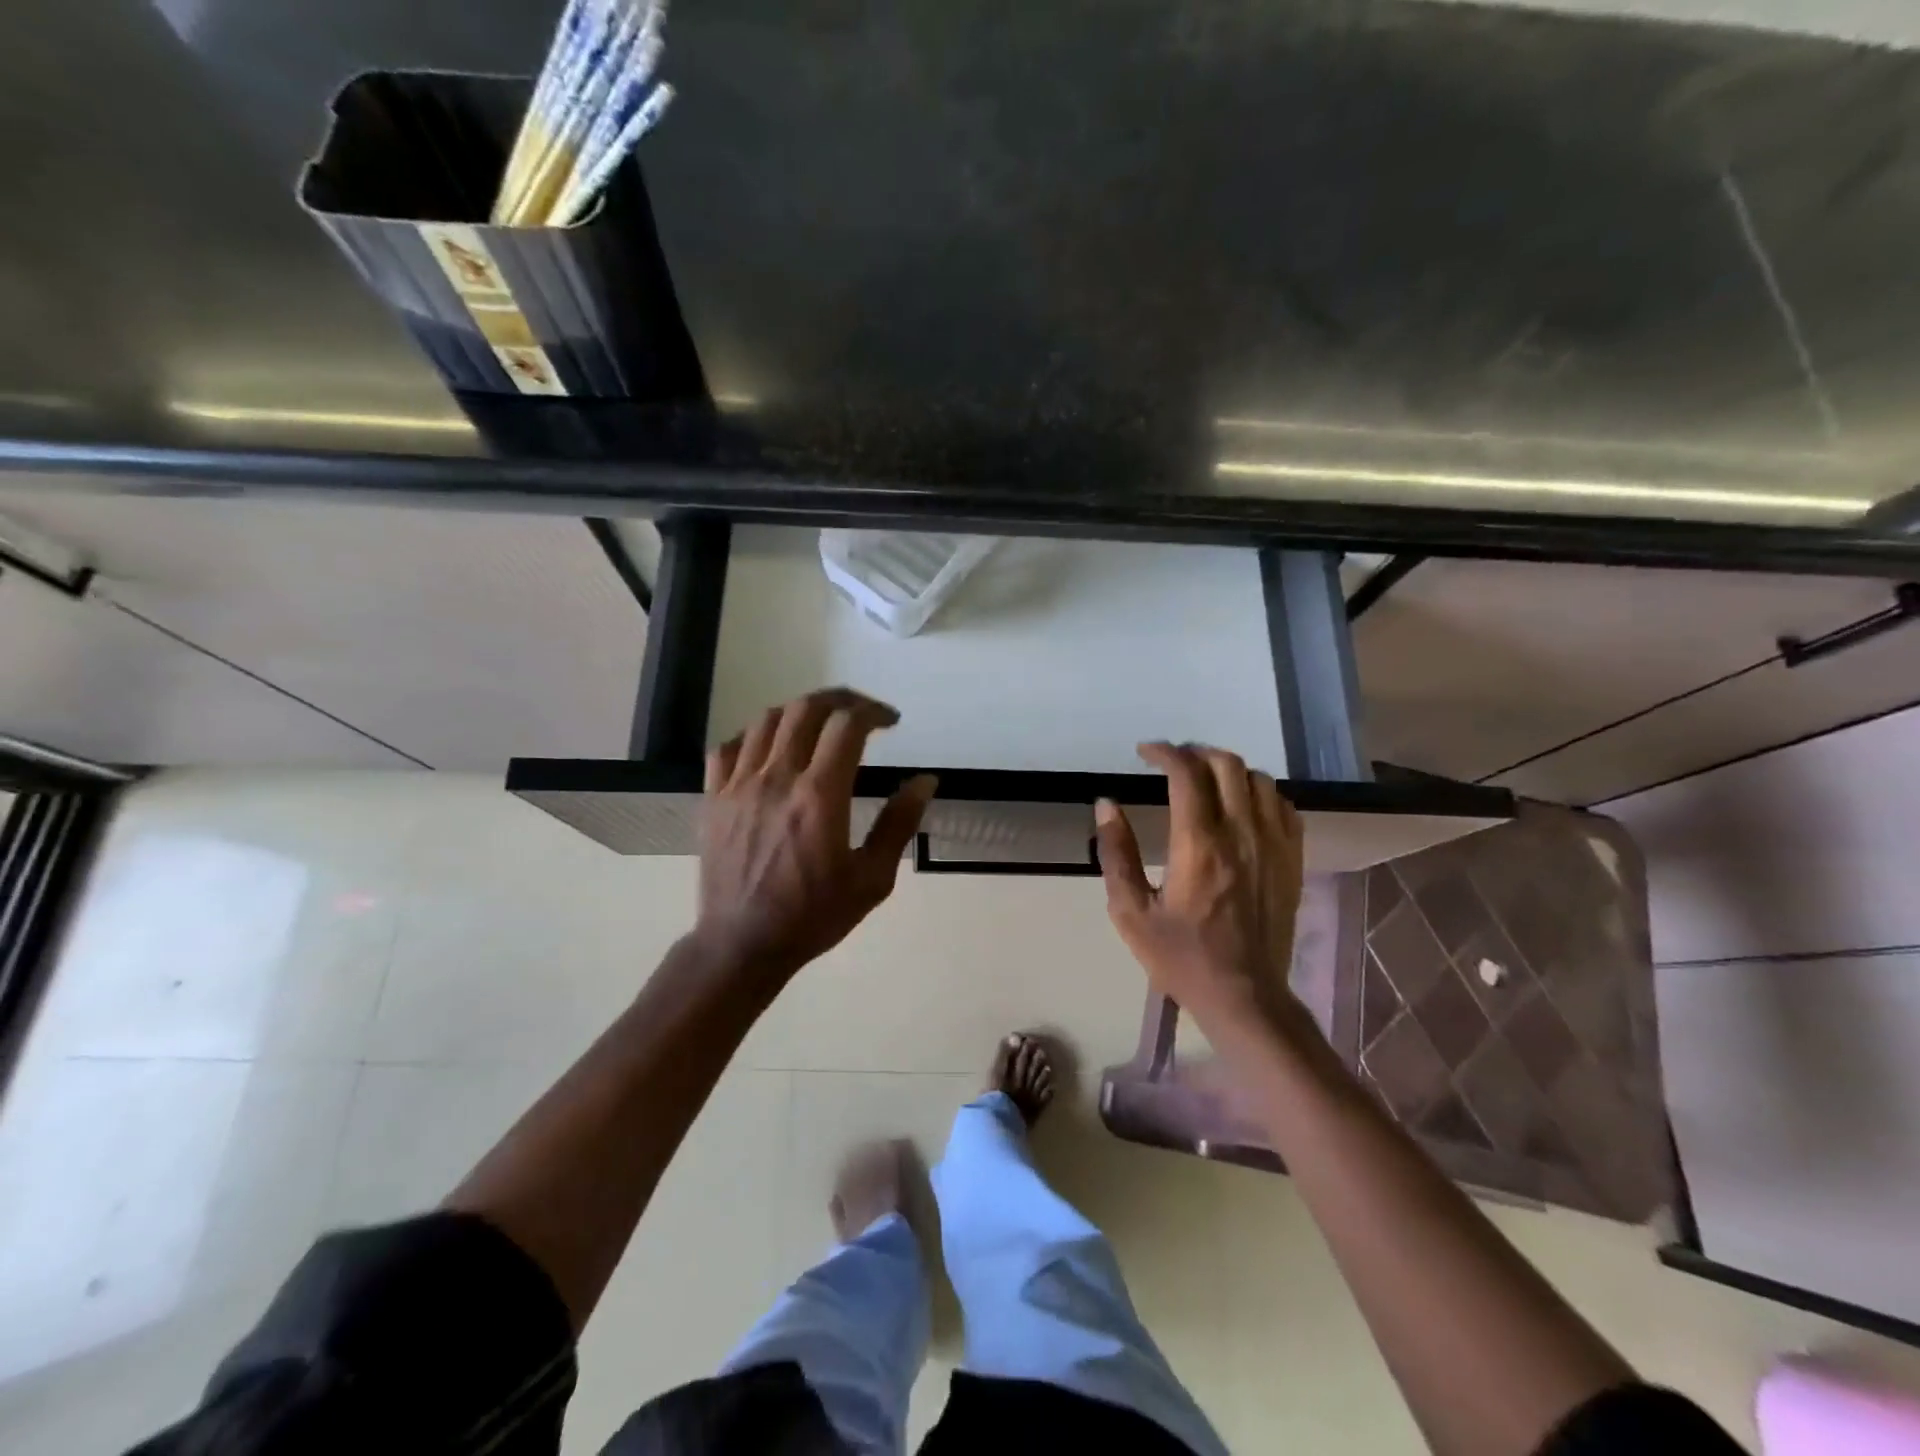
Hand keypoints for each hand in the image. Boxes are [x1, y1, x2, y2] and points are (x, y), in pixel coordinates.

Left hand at [694, 688, 936, 986]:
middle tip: (861, 714)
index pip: (847, 725)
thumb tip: (926, 781)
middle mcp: (778, 778)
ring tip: (820, 727)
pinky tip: (771, 750)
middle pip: (807, 709)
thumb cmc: (813, 916)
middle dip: (841, 700)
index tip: (891, 722)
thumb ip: (899, 824)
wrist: (742, 945)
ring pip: (768, 720)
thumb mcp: (872, 879)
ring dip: (801, 712)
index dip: (874, 712)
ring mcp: (738, 785)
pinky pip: (729, 747)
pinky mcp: (713, 798)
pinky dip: (756, 736)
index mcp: (820, 795)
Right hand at [1095, 742, 1306, 1037]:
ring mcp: (1273, 845)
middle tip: (1172, 763)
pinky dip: (1260, 793)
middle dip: (1195, 752)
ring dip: (1228, 770)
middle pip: (1226, 765)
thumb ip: (1116, 853)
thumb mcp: (1130, 912)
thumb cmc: (1180, 956)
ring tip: (1205, 781)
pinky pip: (1284, 806)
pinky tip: (1243, 806)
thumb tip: (1107, 805)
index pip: (1186, 773)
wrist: (1244, 996)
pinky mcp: (1292, 860)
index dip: (1164, 752)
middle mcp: (1241, 833)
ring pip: (1258, 780)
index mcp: (1199, 844)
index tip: (1144, 752)